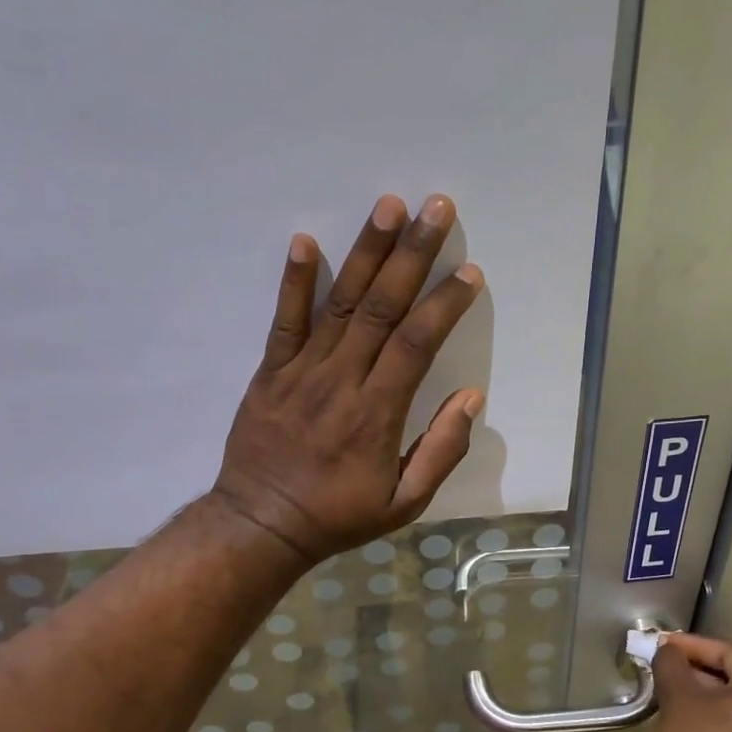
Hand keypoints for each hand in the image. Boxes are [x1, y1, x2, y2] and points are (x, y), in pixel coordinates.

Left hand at [211, 194, 484, 565]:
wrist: (261, 524)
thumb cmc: (337, 516)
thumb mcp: (403, 504)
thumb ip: (440, 451)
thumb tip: (470, 398)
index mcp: (377, 414)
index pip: (417, 344)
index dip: (445, 304)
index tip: (469, 271)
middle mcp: (342, 381)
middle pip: (382, 307)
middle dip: (413, 255)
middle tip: (436, 208)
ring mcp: (301, 371)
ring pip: (340, 303)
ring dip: (365, 252)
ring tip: (388, 206)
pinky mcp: (270, 372)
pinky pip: (284, 320)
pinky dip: (294, 281)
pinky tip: (304, 240)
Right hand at [651, 633, 731, 731]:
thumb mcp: (678, 699)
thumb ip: (671, 665)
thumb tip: (668, 651)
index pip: (729, 652)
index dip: (693, 644)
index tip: (662, 645)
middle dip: (696, 667)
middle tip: (663, 666)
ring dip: (701, 690)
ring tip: (668, 690)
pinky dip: (711, 714)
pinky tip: (683, 719)